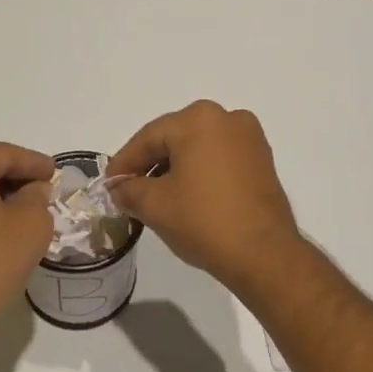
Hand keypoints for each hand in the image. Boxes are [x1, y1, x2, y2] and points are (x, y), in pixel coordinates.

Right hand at [108, 102, 300, 288]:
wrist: (264, 253)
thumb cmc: (204, 221)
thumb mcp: (155, 205)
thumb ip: (130, 190)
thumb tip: (120, 188)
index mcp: (199, 119)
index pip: (149, 137)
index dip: (125, 162)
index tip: (108, 184)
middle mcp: (227, 118)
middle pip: (175, 138)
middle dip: (150, 163)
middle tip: (128, 189)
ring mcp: (249, 137)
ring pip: (198, 147)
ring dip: (175, 167)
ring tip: (156, 196)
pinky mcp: (262, 159)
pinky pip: (220, 157)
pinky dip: (200, 171)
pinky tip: (187, 195)